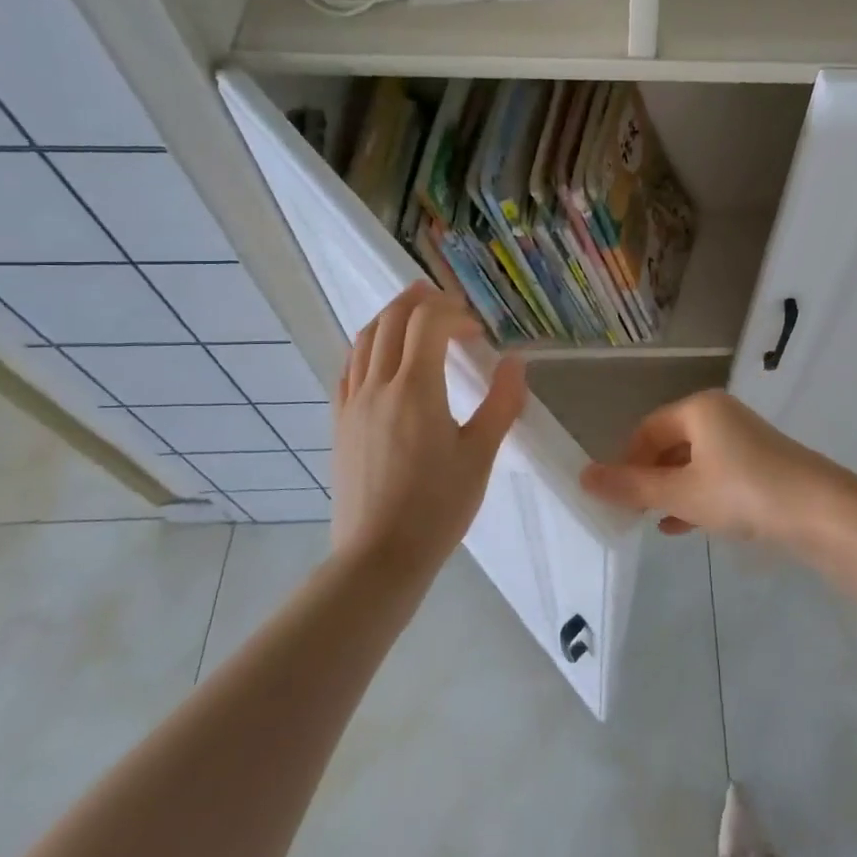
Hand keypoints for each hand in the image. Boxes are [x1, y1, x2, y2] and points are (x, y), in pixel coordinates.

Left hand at [331, 283, 526, 570]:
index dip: (453, 313)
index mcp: (416, 389)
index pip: (427, 323)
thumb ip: (501, 402)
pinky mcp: (340, 422)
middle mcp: (378, 385)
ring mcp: (352, 403)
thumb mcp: (481, 455)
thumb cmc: (438, 506)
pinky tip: (383, 357)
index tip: (476, 330)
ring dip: (391, 317)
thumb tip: (516, 362)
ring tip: (415, 315)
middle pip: (392, 319)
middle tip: (447, 302)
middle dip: (420, 300)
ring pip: (365, 338)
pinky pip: (349, 366)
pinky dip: (369, 346)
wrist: (379, 556)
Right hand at [579, 390, 845, 549]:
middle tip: (634, 512)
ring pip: (694, 463)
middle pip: (671, 444)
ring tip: (655, 521)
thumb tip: (583, 476)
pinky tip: (685, 525)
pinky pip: (717, 475)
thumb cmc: (742, 492)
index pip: (647, 429)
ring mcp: (744, 440)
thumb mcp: (680, 492)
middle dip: (650, 478)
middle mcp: (721, 415)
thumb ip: (632, 486)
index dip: (627, 460)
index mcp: (699, 409)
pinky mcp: (762, 464)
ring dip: (672, 490)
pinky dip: (698, 496)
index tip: (617, 496)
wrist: (819, 510)